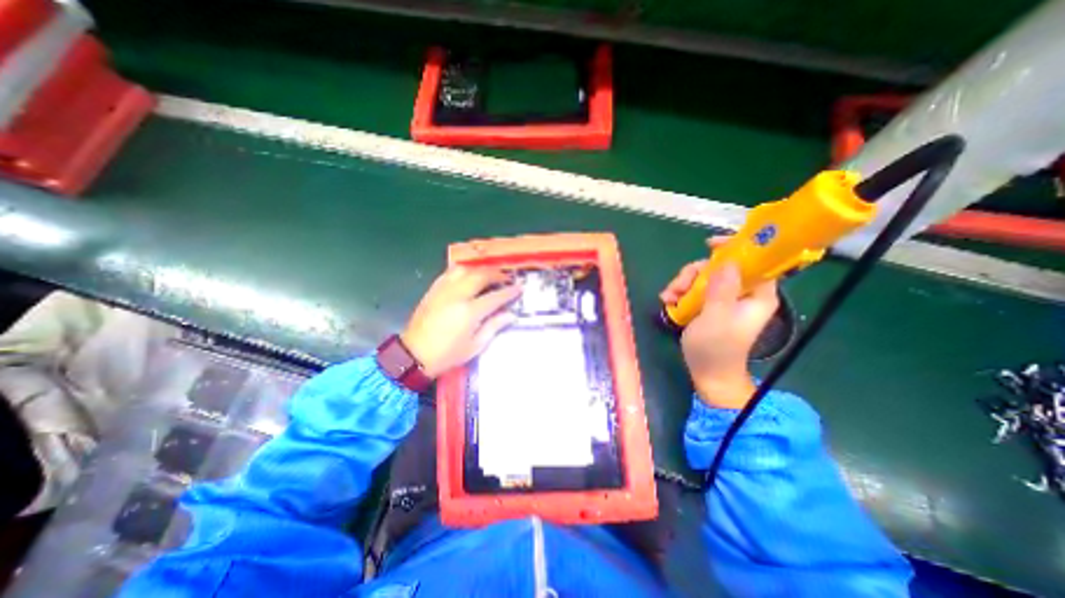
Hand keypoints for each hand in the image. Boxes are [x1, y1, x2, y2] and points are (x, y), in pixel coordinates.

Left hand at [403, 265, 523, 378]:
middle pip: (481, 276)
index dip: (510, 291)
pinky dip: (463, 270)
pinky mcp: (433, 290)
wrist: (414, 355)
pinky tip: (468, 275)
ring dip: (480, 269)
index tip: (520, 288)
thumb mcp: (475, 346)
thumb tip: (511, 314)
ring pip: (465, 270)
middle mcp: (458, 296)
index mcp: (470, 312)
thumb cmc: (447, 354)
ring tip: (489, 275)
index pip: (496, 296)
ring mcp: (444, 290)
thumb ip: (494, 327)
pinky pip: (450, 272)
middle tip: (506, 278)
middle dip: (497, 274)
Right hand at [663, 238, 779, 410]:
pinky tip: (668, 302)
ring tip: (669, 298)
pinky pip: (694, 288)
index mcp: (757, 294)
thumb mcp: (716, 318)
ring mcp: (724, 299)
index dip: (735, 247)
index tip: (709, 244)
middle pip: (720, 266)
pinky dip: (680, 292)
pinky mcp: (709, 305)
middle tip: (678, 287)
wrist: (708, 374)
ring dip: (682, 284)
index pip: (755, 260)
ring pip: (703, 276)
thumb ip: (722, 289)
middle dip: (695, 273)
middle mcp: (743, 292)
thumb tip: (727, 261)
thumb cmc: (716, 349)